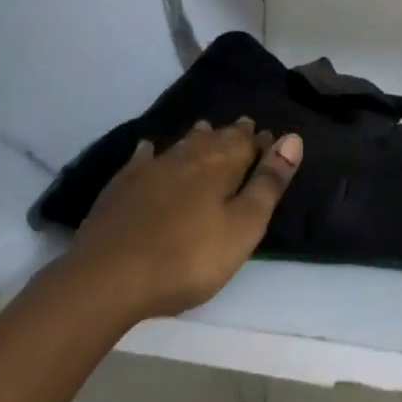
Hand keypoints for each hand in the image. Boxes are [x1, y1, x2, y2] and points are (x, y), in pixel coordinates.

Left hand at [68, 118, 302, 319]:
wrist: (109, 275)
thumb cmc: (188, 257)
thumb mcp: (242, 227)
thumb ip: (268, 183)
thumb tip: (293, 138)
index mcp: (221, 166)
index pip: (247, 144)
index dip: (261, 142)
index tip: (269, 137)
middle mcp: (188, 157)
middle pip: (215, 139)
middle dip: (232, 134)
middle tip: (243, 126)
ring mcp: (151, 168)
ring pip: (182, 144)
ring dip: (198, 137)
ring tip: (207, 129)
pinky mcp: (122, 185)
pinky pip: (142, 158)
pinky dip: (151, 151)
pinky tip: (149, 149)